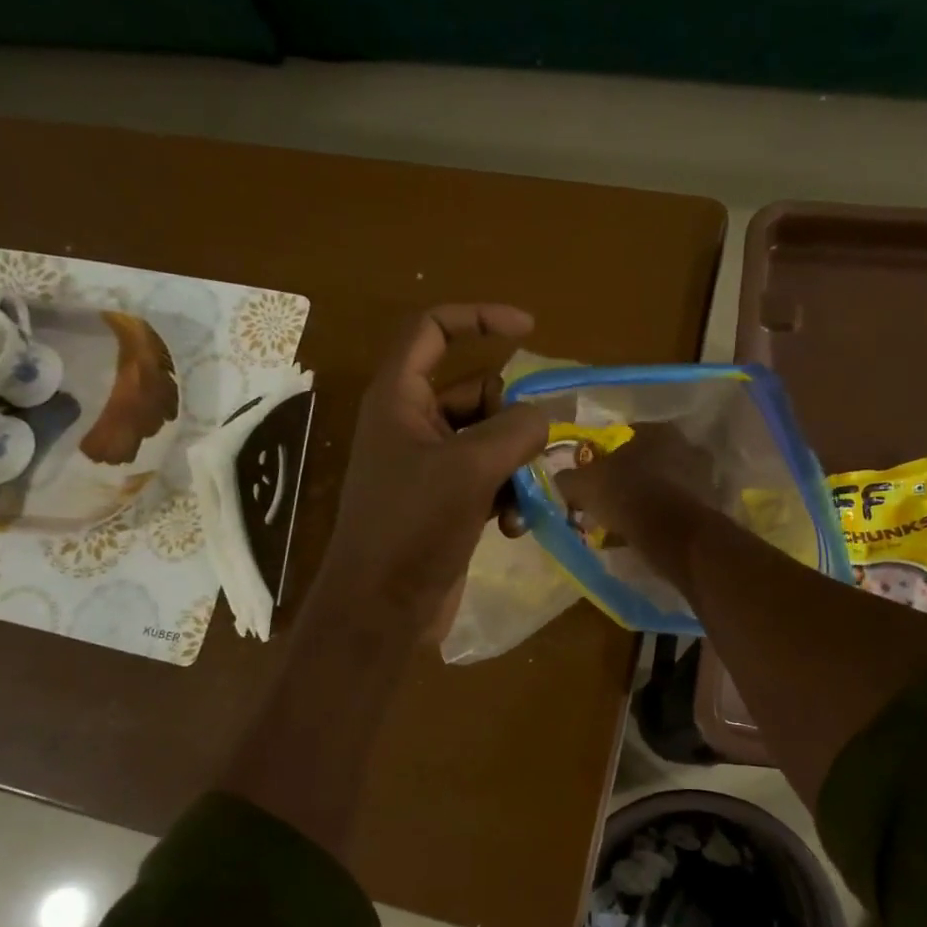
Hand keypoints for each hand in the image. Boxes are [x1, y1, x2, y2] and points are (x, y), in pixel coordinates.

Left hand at [311, 305, 547, 641]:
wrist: (382, 608)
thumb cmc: (412, 528)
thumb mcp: (469, 470)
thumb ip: (514, 431)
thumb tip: (544, 416)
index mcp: (399, 398)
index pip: (433, 329)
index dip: (479, 318)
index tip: (530, 329)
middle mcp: (411, 424)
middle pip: (476, 391)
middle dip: (513, 418)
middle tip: (538, 445)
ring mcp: (428, 465)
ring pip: (489, 440)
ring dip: (516, 465)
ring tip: (525, 498)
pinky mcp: (444, 501)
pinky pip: (487, 479)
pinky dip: (506, 495)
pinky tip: (513, 528)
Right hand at [554, 422, 718, 542]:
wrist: (672, 534)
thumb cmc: (627, 495)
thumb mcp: (584, 485)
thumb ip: (569, 478)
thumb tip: (562, 479)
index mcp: (657, 430)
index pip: (626, 435)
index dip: (605, 456)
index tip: (594, 476)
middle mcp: (686, 446)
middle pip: (648, 461)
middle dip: (629, 478)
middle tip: (608, 500)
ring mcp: (703, 476)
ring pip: (664, 486)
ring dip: (646, 500)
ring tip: (624, 522)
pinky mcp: (710, 506)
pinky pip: (676, 509)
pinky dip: (661, 519)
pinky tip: (643, 534)